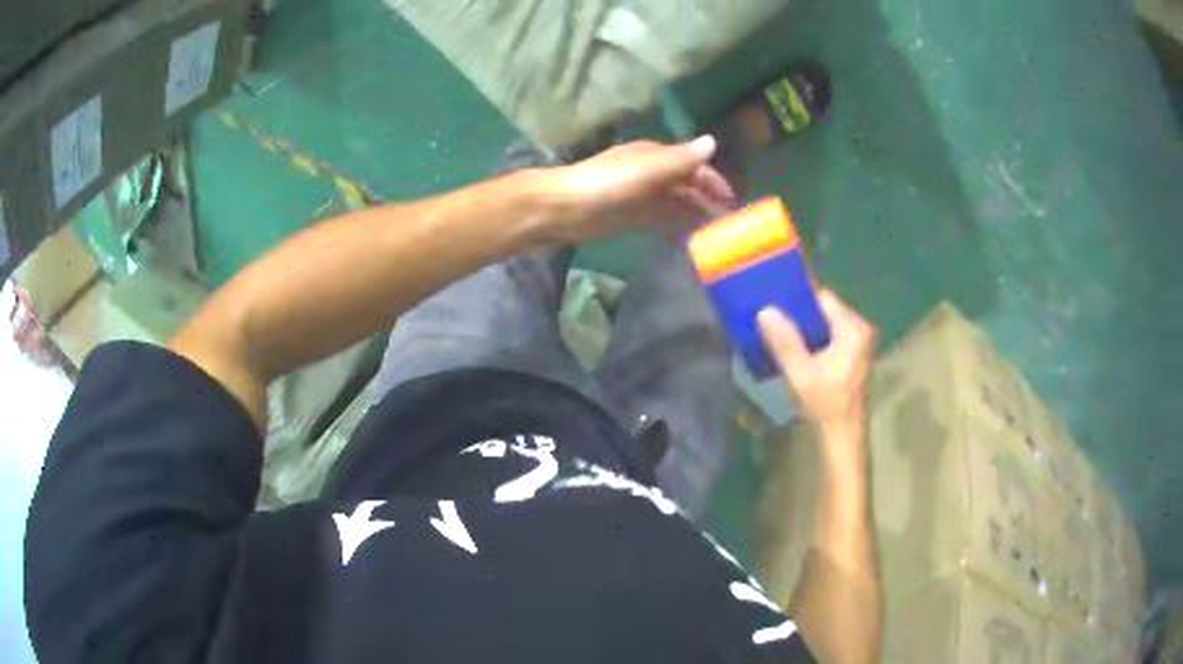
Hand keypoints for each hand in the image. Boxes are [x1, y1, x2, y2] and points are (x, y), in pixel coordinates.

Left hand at [537, 137, 735, 243]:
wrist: (563, 210)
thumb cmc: (606, 186)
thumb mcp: (646, 170)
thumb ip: (680, 160)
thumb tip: (713, 141)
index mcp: (655, 156)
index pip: (694, 165)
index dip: (715, 181)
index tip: (733, 202)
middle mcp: (651, 173)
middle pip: (687, 185)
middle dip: (708, 201)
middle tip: (729, 226)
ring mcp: (641, 196)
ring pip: (676, 204)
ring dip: (695, 216)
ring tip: (716, 237)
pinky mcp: (631, 217)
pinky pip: (661, 220)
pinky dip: (675, 227)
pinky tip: (688, 242)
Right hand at [757, 289, 876, 431]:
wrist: (844, 433)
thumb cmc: (827, 403)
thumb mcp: (802, 374)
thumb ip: (785, 342)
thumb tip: (765, 310)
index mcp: (853, 329)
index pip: (822, 298)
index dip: (798, 299)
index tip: (774, 303)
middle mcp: (860, 328)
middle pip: (824, 309)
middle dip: (800, 315)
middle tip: (773, 321)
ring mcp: (859, 340)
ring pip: (826, 322)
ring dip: (806, 328)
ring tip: (780, 333)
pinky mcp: (855, 352)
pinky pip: (830, 334)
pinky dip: (814, 338)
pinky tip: (797, 348)